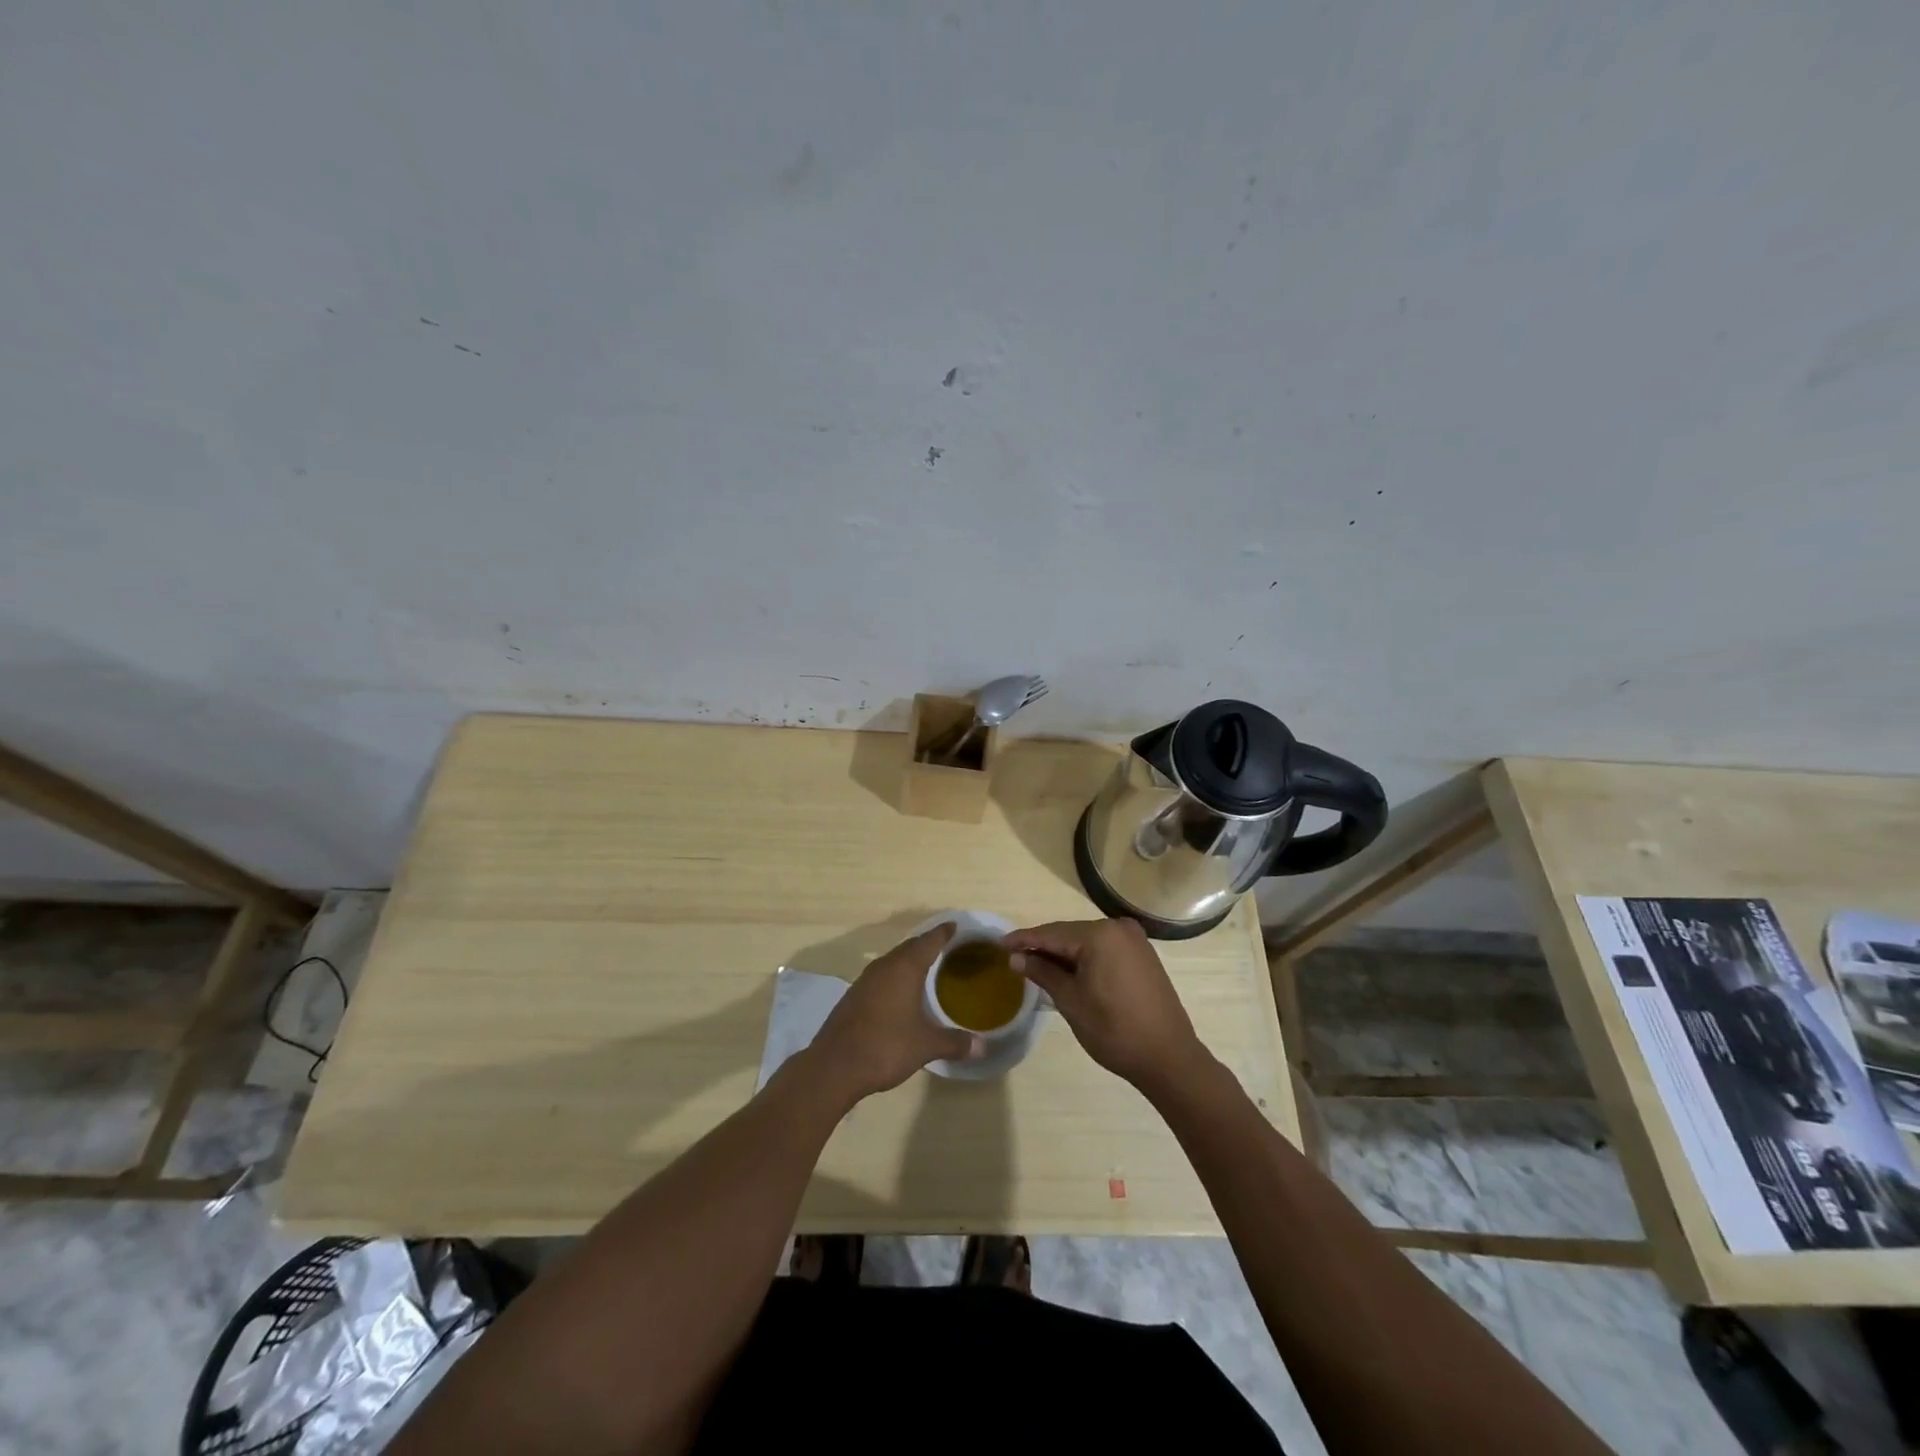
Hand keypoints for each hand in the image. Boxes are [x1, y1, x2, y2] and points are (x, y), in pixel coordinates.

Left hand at [807, 923, 980, 1102]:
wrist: (835, 1066)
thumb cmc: (886, 1046)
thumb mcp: (926, 1046)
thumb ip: (954, 1043)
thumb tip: (982, 1047)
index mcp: (905, 968)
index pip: (928, 941)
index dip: (943, 933)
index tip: (954, 925)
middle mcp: (884, 967)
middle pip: (909, 947)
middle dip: (927, 944)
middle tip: (945, 946)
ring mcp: (865, 980)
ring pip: (893, 961)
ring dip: (909, 960)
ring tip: (926, 967)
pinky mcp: (854, 996)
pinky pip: (881, 976)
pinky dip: (895, 976)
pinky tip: (900, 992)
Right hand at [1004, 918, 1209, 1090]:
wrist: (1168, 1057)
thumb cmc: (1114, 1030)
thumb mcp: (1070, 1001)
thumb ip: (1043, 972)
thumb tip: (1016, 957)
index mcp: (1100, 935)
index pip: (1052, 933)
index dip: (1024, 939)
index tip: (999, 944)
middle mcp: (1118, 928)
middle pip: (1070, 934)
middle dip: (1043, 946)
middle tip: (1014, 957)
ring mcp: (1134, 941)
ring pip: (1087, 942)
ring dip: (1063, 953)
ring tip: (1035, 964)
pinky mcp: (1142, 955)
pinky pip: (1104, 950)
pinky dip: (1084, 958)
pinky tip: (1067, 970)